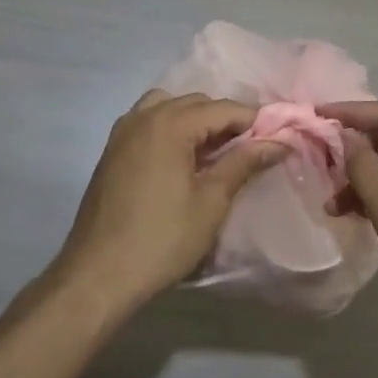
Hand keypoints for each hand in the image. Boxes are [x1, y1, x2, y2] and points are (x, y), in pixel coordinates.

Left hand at [51, 90, 285, 313]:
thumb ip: (243, 163)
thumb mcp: (211, 202)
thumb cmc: (161, 240)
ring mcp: (123, 131)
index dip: (254, 120)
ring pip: (169, 107)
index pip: (223, 108)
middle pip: (196, 103)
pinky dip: (170, 128)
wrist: (98, 275)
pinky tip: (182, 158)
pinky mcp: (112, 150)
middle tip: (251, 149)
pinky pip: (148, 122)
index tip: (279, 136)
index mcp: (170, 124)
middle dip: (225, 120)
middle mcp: (144, 116)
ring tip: (215, 152)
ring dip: (195, 120)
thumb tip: (279, 142)